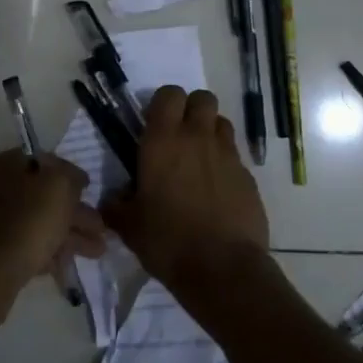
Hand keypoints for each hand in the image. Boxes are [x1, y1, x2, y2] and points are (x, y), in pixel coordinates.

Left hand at [0, 150, 104, 327]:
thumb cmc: (28, 219)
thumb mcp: (59, 185)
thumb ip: (71, 175)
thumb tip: (75, 179)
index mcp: (6, 164)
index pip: (44, 161)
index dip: (70, 174)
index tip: (89, 190)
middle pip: (43, 196)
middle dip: (75, 213)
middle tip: (101, 228)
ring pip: (38, 222)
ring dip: (69, 235)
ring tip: (97, 251)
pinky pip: (27, 245)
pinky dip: (49, 251)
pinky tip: (67, 265)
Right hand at [103, 86, 270, 297]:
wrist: (222, 268)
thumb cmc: (167, 241)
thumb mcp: (129, 226)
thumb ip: (117, 205)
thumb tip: (114, 200)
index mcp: (163, 141)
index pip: (168, 94)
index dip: (163, 103)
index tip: (154, 124)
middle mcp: (197, 138)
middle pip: (202, 98)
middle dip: (192, 109)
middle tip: (180, 136)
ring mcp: (227, 155)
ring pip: (222, 123)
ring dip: (210, 132)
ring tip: (199, 159)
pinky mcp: (248, 176)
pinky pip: (235, 156)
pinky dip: (225, 163)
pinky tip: (216, 190)